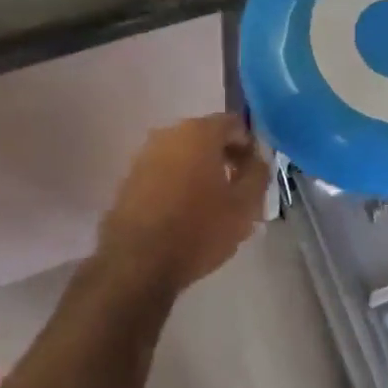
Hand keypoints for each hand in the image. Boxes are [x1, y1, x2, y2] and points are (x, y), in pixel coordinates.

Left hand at [97, 114, 269, 292]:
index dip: (250, 147)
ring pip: (184, 157)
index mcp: (199, 132)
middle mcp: (168, 134)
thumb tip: (257, 161)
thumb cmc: (198, 229)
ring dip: (201, 173)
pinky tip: (185, 214)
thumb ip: (258, 175)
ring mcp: (144, 156)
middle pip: (207, 138)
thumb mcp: (244, 206)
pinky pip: (164, 173)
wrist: (137, 263)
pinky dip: (179, 185)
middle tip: (238, 190)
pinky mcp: (129, 179)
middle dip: (225, 159)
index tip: (255, 174)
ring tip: (212, 206)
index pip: (234, 125)